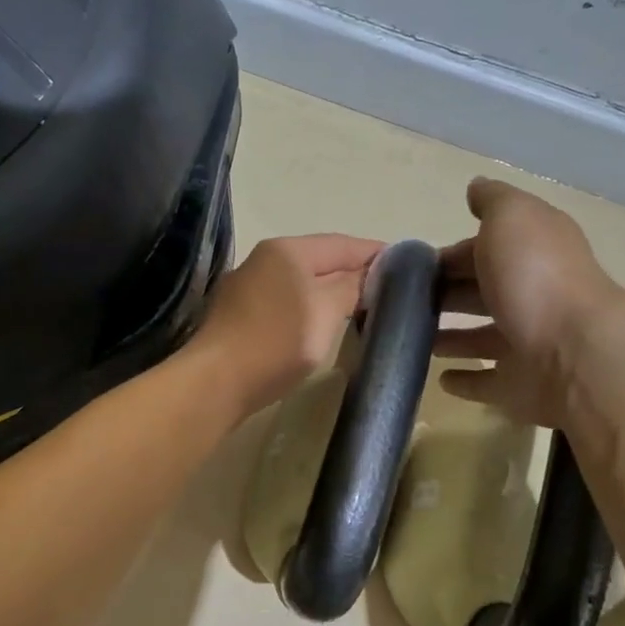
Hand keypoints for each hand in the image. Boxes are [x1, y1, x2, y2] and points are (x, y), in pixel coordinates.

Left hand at [194, 233, 385, 415]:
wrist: (216, 382)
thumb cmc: (276, 342)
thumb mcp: (325, 312)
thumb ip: (351, 287)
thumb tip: (369, 274)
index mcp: (287, 250)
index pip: (343, 243)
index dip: (376, 253)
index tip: (409, 266)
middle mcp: (264, 259)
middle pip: (321, 260)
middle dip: (354, 273)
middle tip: (391, 291)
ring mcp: (248, 287)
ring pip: (302, 283)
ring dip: (331, 292)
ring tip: (363, 308)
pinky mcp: (240, 315)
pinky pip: (286, 303)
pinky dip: (310, 308)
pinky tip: (323, 324)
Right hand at [434, 178, 624, 430]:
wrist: (575, 353)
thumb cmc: (535, 277)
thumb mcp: (512, 218)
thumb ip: (493, 201)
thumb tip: (476, 187)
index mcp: (531, 254)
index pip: (483, 251)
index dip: (449, 255)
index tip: (410, 267)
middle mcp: (532, 297)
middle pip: (482, 293)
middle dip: (447, 295)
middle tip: (401, 304)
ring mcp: (526, 345)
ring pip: (481, 339)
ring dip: (452, 338)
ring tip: (412, 340)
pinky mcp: (519, 387)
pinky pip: (487, 383)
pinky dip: (466, 380)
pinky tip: (440, 378)